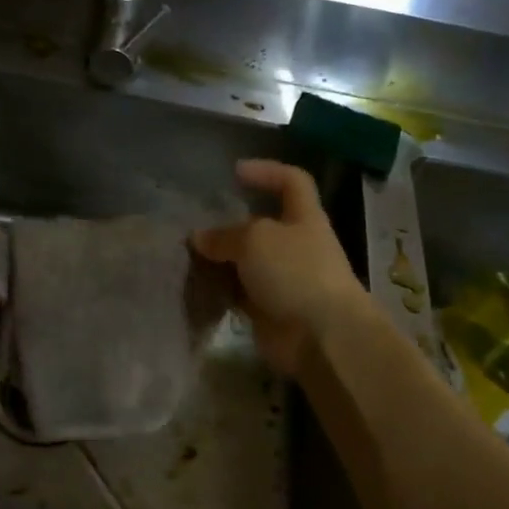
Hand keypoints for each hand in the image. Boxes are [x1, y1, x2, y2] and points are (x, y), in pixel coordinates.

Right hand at [191, 160, 370, 374]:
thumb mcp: (255, 239)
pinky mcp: (268, 309)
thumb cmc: (295, 272)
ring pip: (246, 260)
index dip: (267, 171)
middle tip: (197, 222)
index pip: (292, 182)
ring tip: (187, 254)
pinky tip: (195, 284)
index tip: (235, 171)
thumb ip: (225, 235)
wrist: (322, 337)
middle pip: (262, 224)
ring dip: (220, 258)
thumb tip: (199, 238)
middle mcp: (295, 245)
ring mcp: (283, 279)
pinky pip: (239, 292)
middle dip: (230, 222)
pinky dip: (219, 289)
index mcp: (304, 217)